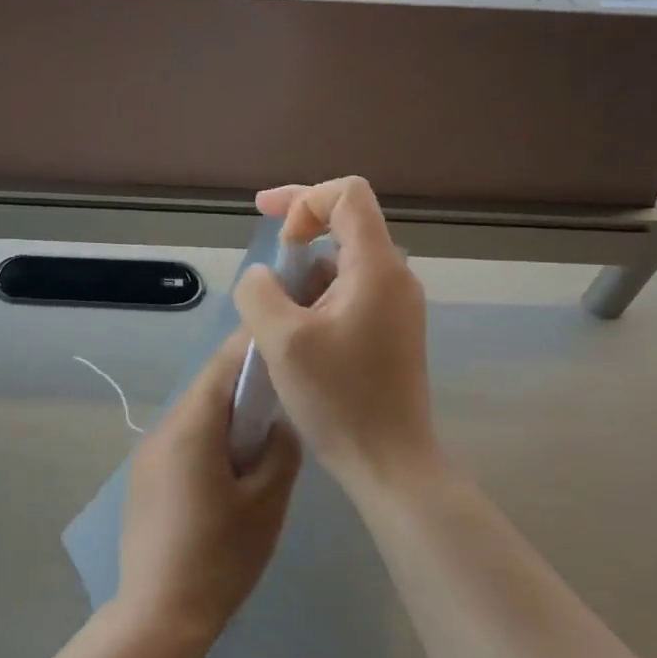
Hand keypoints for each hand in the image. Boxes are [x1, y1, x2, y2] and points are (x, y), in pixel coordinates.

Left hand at [118, 331, 300, 654]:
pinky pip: (182, 441)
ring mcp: (148, 455)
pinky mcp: (144, 479)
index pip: (224, 366)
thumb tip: (278, 422)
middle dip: (244, 383)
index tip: (282, 335)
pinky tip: (231, 466)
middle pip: (208, 388)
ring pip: (195, 415)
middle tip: (284, 391)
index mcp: (192, 427)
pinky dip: (209, 438)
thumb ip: (280, 450)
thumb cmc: (220, 557)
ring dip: (227, 414)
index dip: (252, 345)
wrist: (158, 614)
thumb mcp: (266, 503)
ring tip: (263, 432)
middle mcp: (163, 429)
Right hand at [232, 177, 439, 492]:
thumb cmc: (338, 398)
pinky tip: (295, 336)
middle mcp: (394, 276)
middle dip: (298, 237)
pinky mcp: (391, 330)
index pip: (347, 195)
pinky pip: (350, 293)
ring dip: (303, 276)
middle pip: (346, 225)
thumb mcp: (282, 340)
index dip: (303, 199)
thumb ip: (260, 291)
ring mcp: (396, 305)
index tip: (273, 232)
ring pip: (343, 264)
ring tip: (275, 320)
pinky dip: (317, 299)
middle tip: (265, 273)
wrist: (388, 462)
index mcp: (376, 267)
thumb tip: (263, 276)